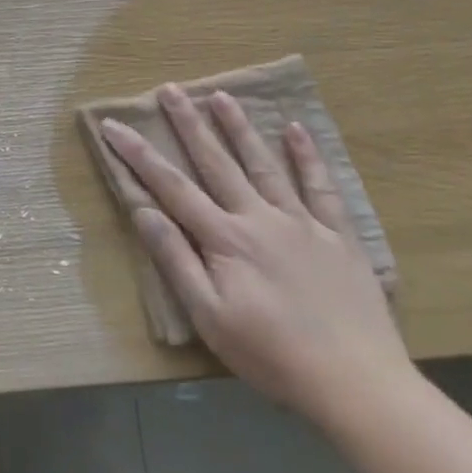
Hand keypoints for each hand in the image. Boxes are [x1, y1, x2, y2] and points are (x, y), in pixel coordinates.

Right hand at [100, 85, 411, 423]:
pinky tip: (296, 130)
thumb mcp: (209, 317)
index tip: (114, 125)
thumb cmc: (272, 355)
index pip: (171, 187)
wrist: (356, 383)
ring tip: (222, 95)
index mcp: (225, 239)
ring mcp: (303, 224)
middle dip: (189, 125)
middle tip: (171, 89)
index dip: (139, 155)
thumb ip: (177, 260)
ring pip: (265, 165)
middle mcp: (260, 218)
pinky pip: (321, 188)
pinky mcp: (338, 237)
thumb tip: (144, 211)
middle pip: (217, 163)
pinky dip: (307, 157)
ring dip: (240, 129)